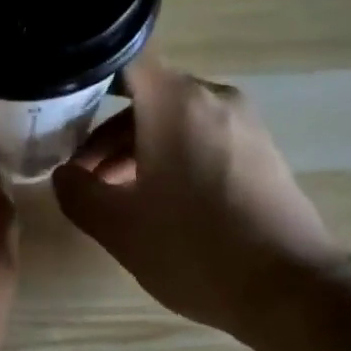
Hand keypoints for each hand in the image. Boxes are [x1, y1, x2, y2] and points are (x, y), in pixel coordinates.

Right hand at [51, 57, 337, 346]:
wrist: (289, 288)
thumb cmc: (194, 249)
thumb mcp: (119, 227)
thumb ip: (78, 193)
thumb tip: (64, 175)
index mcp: (175, 103)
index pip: (123, 61)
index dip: (86, 80)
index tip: (61, 111)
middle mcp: (213, 98)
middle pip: (148, 98)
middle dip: (107, 135)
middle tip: (81, 176)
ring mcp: (244, 125)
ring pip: (176, 122)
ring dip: (138, 151)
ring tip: (114, 197)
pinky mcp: (262, 153)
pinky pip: (204, 140)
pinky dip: (173, 159)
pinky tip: (159, 204)